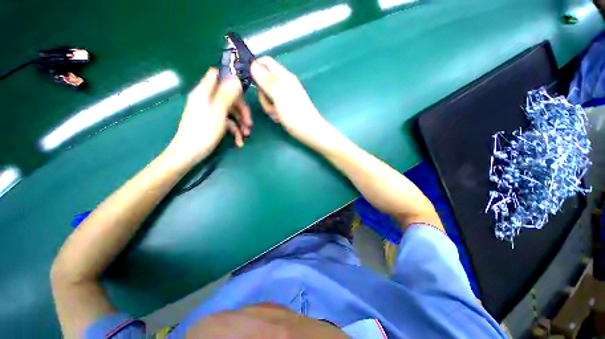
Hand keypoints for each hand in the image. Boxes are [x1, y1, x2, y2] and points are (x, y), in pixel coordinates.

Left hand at [168, 68, 252, 163]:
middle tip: (250, 123)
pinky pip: (226, 122)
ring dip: (240, 123)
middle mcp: (206, 99)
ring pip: (230, 111)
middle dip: (241, 110)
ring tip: (246, 135)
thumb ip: (226, 95)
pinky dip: (234, 131)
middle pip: (228, 97)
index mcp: (204, 92)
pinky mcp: (211, 122)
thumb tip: (236, 78)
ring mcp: (209, 111)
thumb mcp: (218, 113)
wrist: (188, 154)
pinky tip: (239, 142)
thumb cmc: (203, 133)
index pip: (217, 75)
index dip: (231, 80)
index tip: (244, 91)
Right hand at [251, 57, 331, 146]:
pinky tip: (279, 118)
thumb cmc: (295, 113)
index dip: (255, 67)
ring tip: (276, 114)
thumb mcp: (279, 95)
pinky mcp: (286, 107)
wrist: (309, 131)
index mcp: (284, 76)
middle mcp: (284, 84)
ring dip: (268, 106)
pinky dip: (274, 112)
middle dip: (262, 94)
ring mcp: (285, 96)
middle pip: (264, 82)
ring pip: (267, 96)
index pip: (266, 62)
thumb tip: (253, 64)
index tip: (249, 80)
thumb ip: (266, 79)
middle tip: (270, 104)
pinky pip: (274, 106)